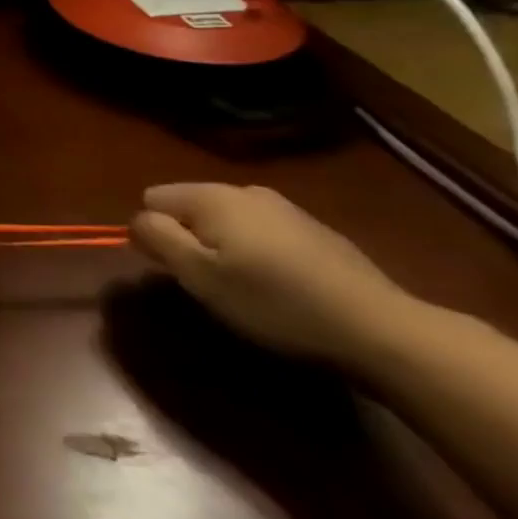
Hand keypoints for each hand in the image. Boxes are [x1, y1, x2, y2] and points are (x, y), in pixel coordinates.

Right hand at [129, 184, 416, 367]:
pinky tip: (281, 287)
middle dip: (190, 239)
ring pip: (227, 221)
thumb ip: (158, 239)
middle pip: (190, 207)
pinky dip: (258, 253)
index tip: (176, 270)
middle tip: (210, 283)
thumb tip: (137, 220)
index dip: (154, 233)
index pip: (152, 199)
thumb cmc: (274, 301)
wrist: (379, 328)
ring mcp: (285, 208)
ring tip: (245, 288)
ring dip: (224, 247)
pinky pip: (263, 233)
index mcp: (212, 196)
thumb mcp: (200, 276)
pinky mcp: (315, 231)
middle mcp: (244, 190)